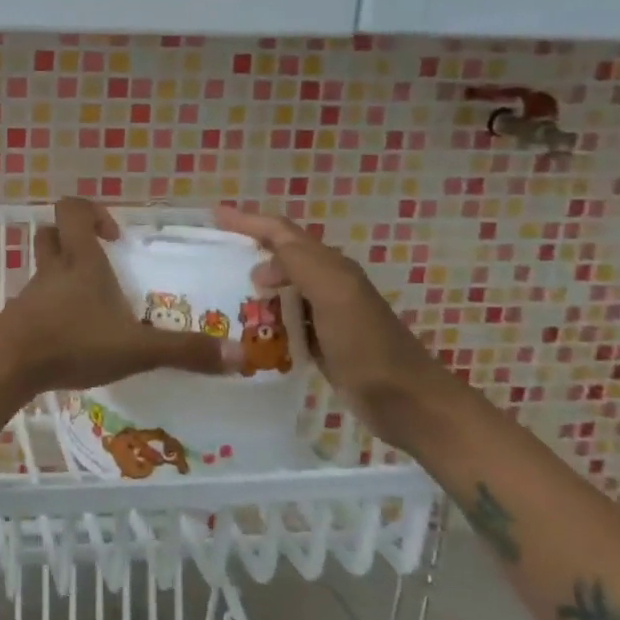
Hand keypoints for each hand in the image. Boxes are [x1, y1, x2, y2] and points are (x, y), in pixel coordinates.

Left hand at [0, 198, 242, 395]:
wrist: (9, 365)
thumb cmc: (72, 341)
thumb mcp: (136, 348)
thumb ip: (185, 351)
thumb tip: (240, 356)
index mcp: (80, 261)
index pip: (73, 210)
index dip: (92, 212)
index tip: (114, 237)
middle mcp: (53, 269)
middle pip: (52, 233)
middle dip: (74, 239)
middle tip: (102, 262)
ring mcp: (32, 294)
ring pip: (43, 268)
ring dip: (65, 275)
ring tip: (94, 303)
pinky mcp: (20, 319)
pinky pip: (37, 301)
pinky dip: (54, 308)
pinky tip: (74, 334)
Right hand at [213, 204, 466, 446]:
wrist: (407, 402)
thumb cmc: (368, 347)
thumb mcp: (335, 296)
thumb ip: (302, 265)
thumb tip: (262, 262)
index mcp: (330, 266)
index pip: (282, 232)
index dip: (248, 221)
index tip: (214, 217)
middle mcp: (327, 283)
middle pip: (281, 256)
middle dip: (248, 251)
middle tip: (211, 259)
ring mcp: (325, 314)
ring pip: (281, 289)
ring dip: (252, 287)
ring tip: (218, 295)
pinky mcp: (321, 343)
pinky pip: (284, 321)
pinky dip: (263, 319)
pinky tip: (245, 330)